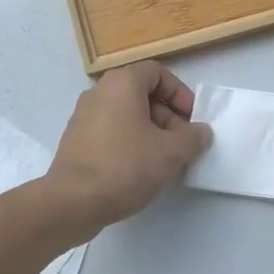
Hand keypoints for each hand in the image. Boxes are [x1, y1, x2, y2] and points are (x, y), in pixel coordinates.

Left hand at [46, 61, 211, 233]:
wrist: (72, 201)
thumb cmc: (125, 167)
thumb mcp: (171, 153)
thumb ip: (193, 138)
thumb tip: (200, 132)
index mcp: (121, 84)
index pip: (157, 73)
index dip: (179, 93)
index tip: (191, 119)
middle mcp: (99, 92)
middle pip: (141, 94)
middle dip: (167, 116)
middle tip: (181, 144)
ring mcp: (83, 116)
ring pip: (126, 114)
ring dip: (150, 132)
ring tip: (163, 161)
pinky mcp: (76, 140)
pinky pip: (110, 131)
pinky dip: (128, 142)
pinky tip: (139, 170)